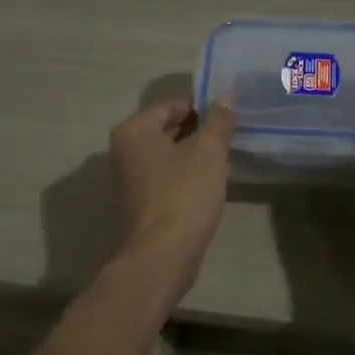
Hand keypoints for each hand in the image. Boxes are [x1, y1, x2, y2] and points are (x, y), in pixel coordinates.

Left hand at [109, 100, 236, 283]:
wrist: (161, 257)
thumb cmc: (183, 195)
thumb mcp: (209, 152)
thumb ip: (219, 121)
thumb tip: (226, 97)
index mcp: (134, 130)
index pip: (172, 106)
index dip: (202, 109)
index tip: (229, 118)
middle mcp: (124, 150)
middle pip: (168, 129)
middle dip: (200, 132)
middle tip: (230, 139)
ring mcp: (130, 179)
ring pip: (169, 155)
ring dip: (196, 156)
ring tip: (225, 162)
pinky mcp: (141, 203)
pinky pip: (167, 178)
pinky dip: (188, 176)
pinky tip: (211, 186)